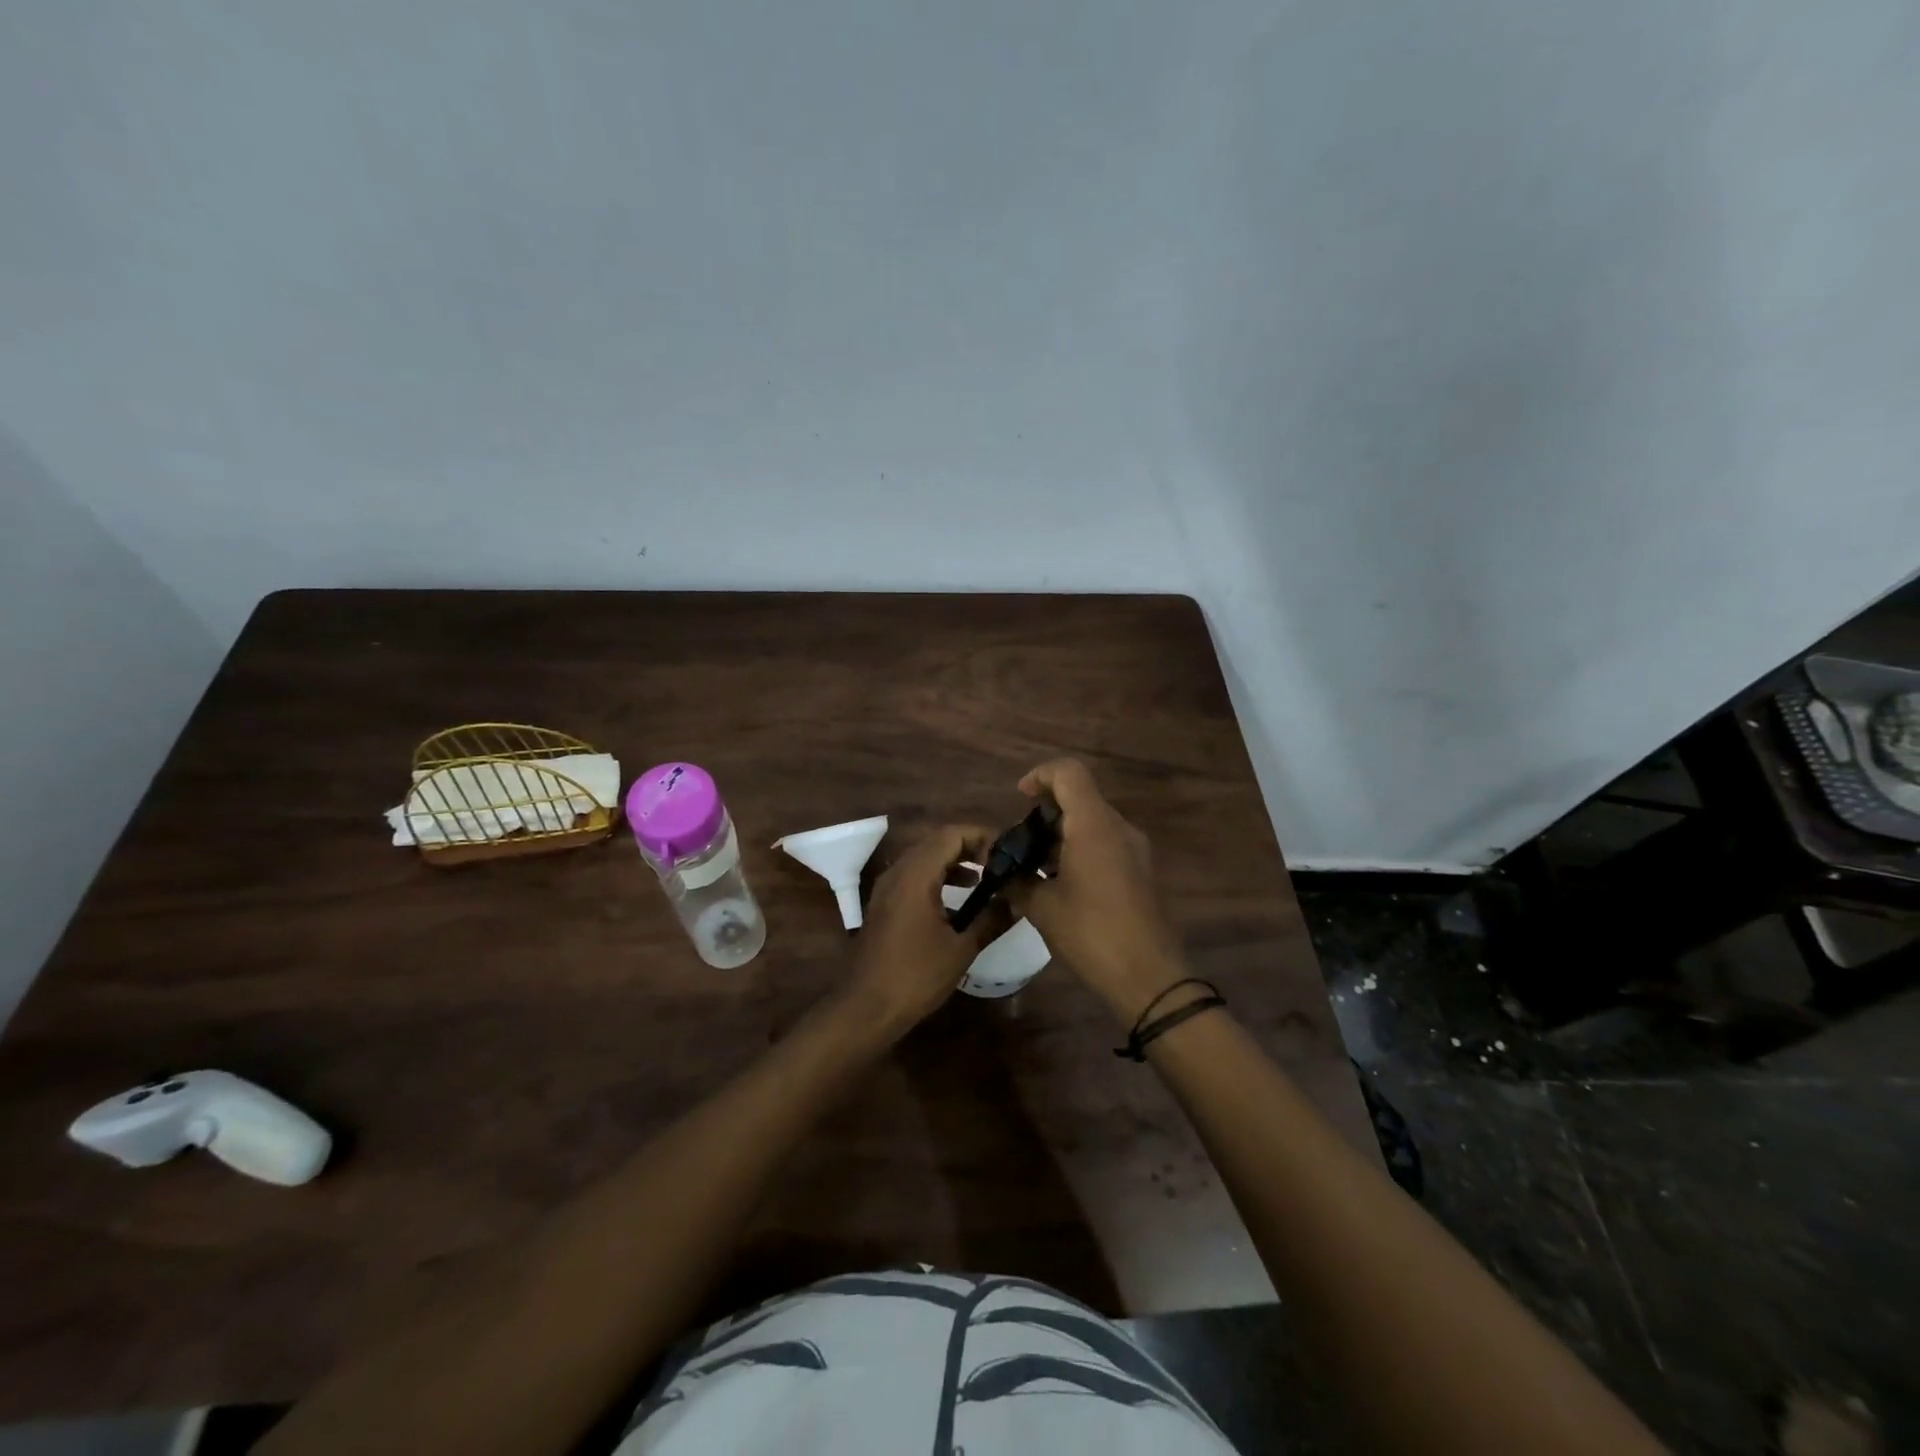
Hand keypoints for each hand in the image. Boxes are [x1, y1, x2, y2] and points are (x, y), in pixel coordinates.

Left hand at [844, 824, 996, 1036]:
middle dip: (970, 846)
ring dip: (954, 861)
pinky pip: (914, 876)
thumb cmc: (915, 976)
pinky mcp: (884, 904)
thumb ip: (990, 920)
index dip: (981, 836)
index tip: (1007, 851)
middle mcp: (898, 872)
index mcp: (916, 875)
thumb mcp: (961, 949)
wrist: (865, 1008)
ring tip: (985, 878)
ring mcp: (887, 887)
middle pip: (937, 841)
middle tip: (1000, 862)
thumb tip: (1015, 902)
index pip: (951, 834)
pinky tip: (958, 900)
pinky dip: (938, 877)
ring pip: (924, 858)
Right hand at [1011, 759, 1186, 1023]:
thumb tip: (1000, 873)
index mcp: (1094, 825)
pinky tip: (1061, 884)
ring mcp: (1136, 849)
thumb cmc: (1092, 934)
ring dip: (1062, 834)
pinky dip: (1080, 850)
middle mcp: (1119, 828)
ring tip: (1035, 868)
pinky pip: (1106, 843)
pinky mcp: (1141, 871)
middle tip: (1020, 845)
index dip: (1041, 776)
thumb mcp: (1043, 908)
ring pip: (1093, 822)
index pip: (1069, 773)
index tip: (1020, 799)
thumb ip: (1018, 881)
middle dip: (1046, 813)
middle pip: (1081, 797)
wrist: (1150, 977)